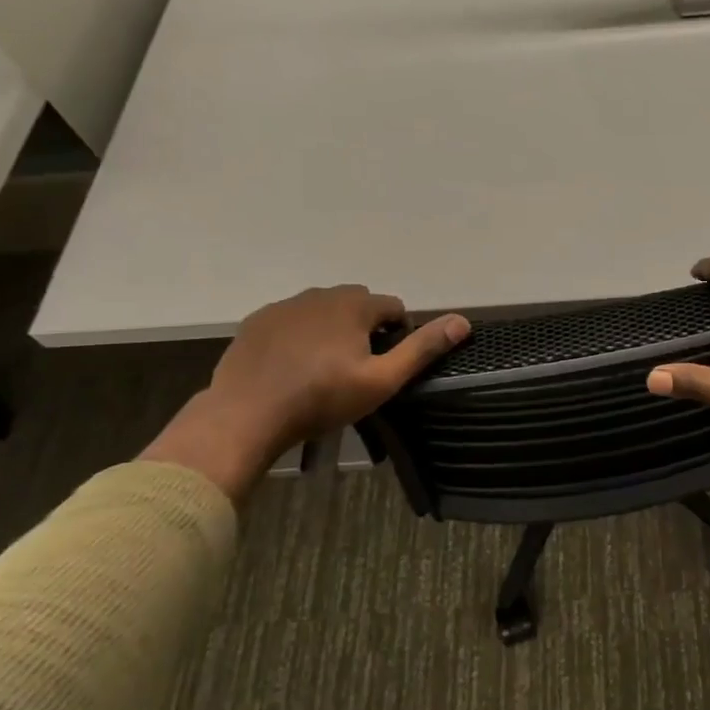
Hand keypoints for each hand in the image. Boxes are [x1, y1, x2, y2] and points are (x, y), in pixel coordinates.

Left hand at [141, 286, 469, 498]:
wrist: (247, 415)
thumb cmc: (322, 399)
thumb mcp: (382, 380)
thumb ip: (422, 348)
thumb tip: (462, 321)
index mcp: (354, 304)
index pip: (392, 307)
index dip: (397, 334)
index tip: (385, 365)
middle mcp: (320, 294)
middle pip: (357, 303)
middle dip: (365, 327)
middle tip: (357, 368)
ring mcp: (284, 306)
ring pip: (323, 310)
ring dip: (332, 329)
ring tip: (325, 369)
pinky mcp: (256, 321)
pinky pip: (291, 320)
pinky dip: (299, 335)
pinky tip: (293, 366)